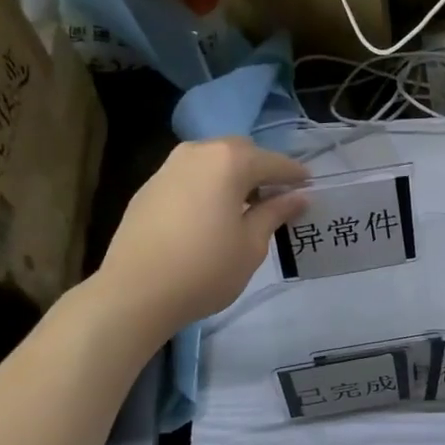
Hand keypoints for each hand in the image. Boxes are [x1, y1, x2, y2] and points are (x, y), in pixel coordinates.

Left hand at [97, 138, 308, 338]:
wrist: (135, 291)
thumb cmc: (205, 269)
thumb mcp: (251, 245)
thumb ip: (275, 213)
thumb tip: (298, 197)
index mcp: (229, 161)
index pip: (273, 162)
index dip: (295, 175)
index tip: (310, 187)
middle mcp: (198, 152)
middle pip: (240, 152)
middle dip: (261, 170)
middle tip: (277, 198)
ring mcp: (168, 167)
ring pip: (211, 161)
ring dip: (232, 177)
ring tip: (244, 207)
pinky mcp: (149, 187)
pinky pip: (190, 176)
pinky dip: (208, 187)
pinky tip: (211, 215)